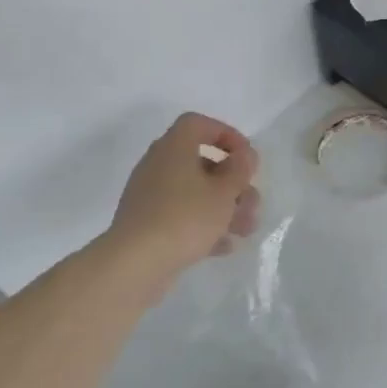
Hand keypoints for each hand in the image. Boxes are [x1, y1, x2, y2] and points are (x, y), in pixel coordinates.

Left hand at [108, 113, 260, 273]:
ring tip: (245, 230)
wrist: (135, 263)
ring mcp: (150, 196)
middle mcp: (158, 165)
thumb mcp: (224, 191)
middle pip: (202, 163)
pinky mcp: (146, 224)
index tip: (246, 157)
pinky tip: (223, 247)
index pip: (198, 124)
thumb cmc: (185, 217)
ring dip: (223, 207)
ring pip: (194, 193)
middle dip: (232, 183)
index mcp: (174, 148)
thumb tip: (244, 155)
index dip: (226, 134)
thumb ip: (240, 169)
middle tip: (251, 201)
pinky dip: (203, 226)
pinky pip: (181, 216)